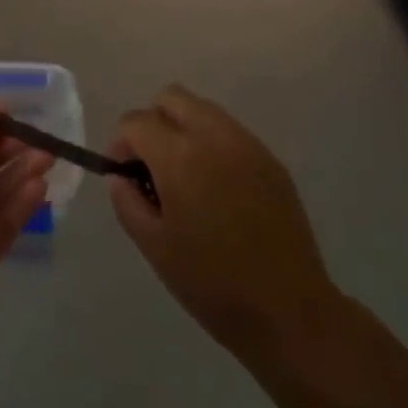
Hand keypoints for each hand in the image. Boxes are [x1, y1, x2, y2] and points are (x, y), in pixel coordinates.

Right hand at [109, 85, 340, 370]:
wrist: (288, 310)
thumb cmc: (211, 283)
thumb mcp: (154, 246)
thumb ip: (127, 200)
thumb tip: (119, 176)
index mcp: (179, 156)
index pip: (135, 121)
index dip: (120, 144)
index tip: (123, 175)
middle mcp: (213, 136)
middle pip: (171, 97)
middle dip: (152, 122)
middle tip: (151, 166)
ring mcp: (247, 144)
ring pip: (203, 109)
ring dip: (183, 129)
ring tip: (184, 176)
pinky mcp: (270, 159)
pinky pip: (230, 132)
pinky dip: (212, 144)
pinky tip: (216, 188)